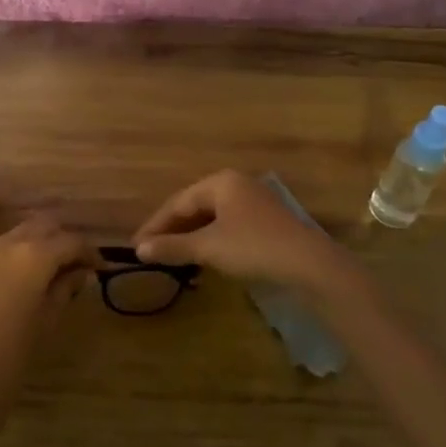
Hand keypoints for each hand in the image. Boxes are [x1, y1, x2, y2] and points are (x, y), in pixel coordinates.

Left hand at [0, 217, 96, 446]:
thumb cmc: (10, 365)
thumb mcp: (46, 325)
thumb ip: (64, 289)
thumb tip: (79, 272)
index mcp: (30, 257)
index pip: (69, 241)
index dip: (88, 252)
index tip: (97, 267)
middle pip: (37, 227)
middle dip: (57, 240)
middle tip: (70, 265)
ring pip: (5, 241)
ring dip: (25, 252)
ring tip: (35, 280)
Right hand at [133, 170, 351, 291]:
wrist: (309, 264)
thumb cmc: (253, 247)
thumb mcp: (208, 248)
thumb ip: (173, 246)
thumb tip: (140, 249)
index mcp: (221, 182)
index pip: (177, 202)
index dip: (155, 225)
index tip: (136, 245)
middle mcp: (236, 185)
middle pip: (194, 207)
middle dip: (172, 230)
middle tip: (151, 251)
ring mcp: (254, 202)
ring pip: (211, 218)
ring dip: (191, 237)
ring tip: (173, 257)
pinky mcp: (266, 221)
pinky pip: (228, 226)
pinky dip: (210, 241)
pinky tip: (203, 258)